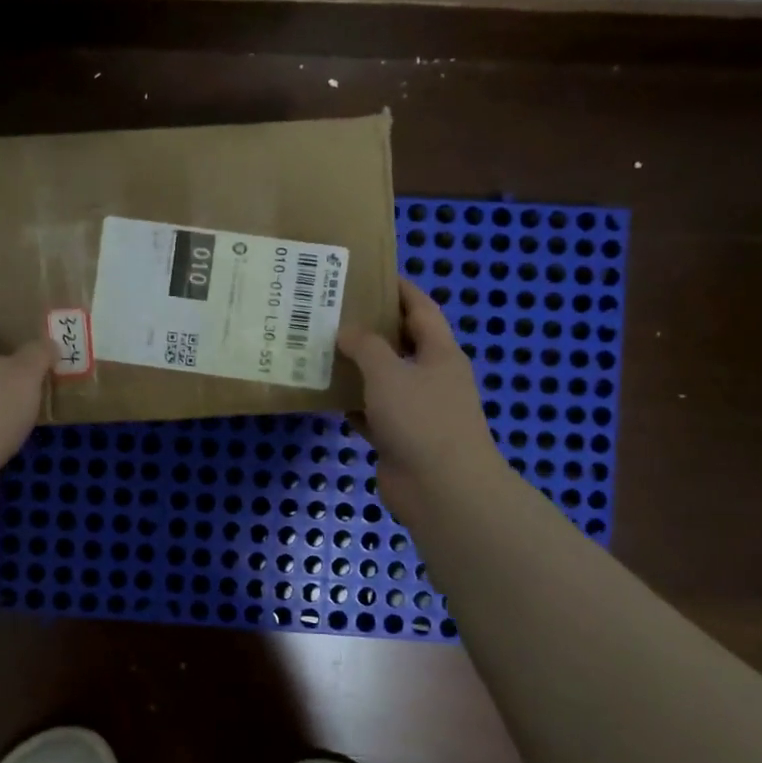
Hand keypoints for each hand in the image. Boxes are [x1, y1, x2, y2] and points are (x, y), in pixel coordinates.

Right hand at [338, 278, 502, 518]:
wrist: (442, 489)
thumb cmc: (421, 420)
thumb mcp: (389, 373)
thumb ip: (366, 347)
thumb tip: (347, 331)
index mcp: (440, 354)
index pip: (421, 309)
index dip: (399, 289)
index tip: (370, 273)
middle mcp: (431, 377)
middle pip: (400, 343)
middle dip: (370, 327)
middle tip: (332, 311)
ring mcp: (417, 410)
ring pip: (383, 379)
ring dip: (356, 367)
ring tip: (319, 349)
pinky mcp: (400, 437)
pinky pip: (372, 411)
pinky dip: (352, 403)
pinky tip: (325, 395)